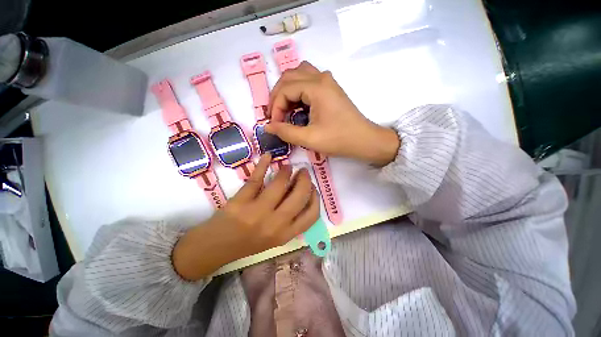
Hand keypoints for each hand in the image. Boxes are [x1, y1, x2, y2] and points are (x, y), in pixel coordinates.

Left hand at [172, 154, 318, 280]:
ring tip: (287, 166)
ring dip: (286, 171)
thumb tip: (301, 192)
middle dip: (304, 180)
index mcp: (285, 235)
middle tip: (303, 171)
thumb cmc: (247, 243)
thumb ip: (290, 219)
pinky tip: (268, 157)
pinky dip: (263, 165)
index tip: (312, 187)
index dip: (315, 198)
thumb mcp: (275, 237)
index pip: (311, 215)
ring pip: (279, 185)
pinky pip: (256, 179)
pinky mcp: (240, 203)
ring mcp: (257, 213)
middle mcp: (274, 225)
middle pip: (299, 196)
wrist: (215, 249)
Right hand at [265, 61, 399, 166]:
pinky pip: (308, 81)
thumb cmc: (339, 140)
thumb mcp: (310, 139)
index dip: (275, 107)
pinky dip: (298, 90)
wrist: (365, 140)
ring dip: (287, 89)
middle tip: (275, 115)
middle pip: (289, 76)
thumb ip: (286, 132)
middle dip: (278, 96)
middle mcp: (321, 78)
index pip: (285, 89)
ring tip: (284, 108)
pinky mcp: (331, 88)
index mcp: (316, 88)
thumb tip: (268, 127)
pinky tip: (298, 105)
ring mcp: (328, 81)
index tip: (275, 124)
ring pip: (299, 75)